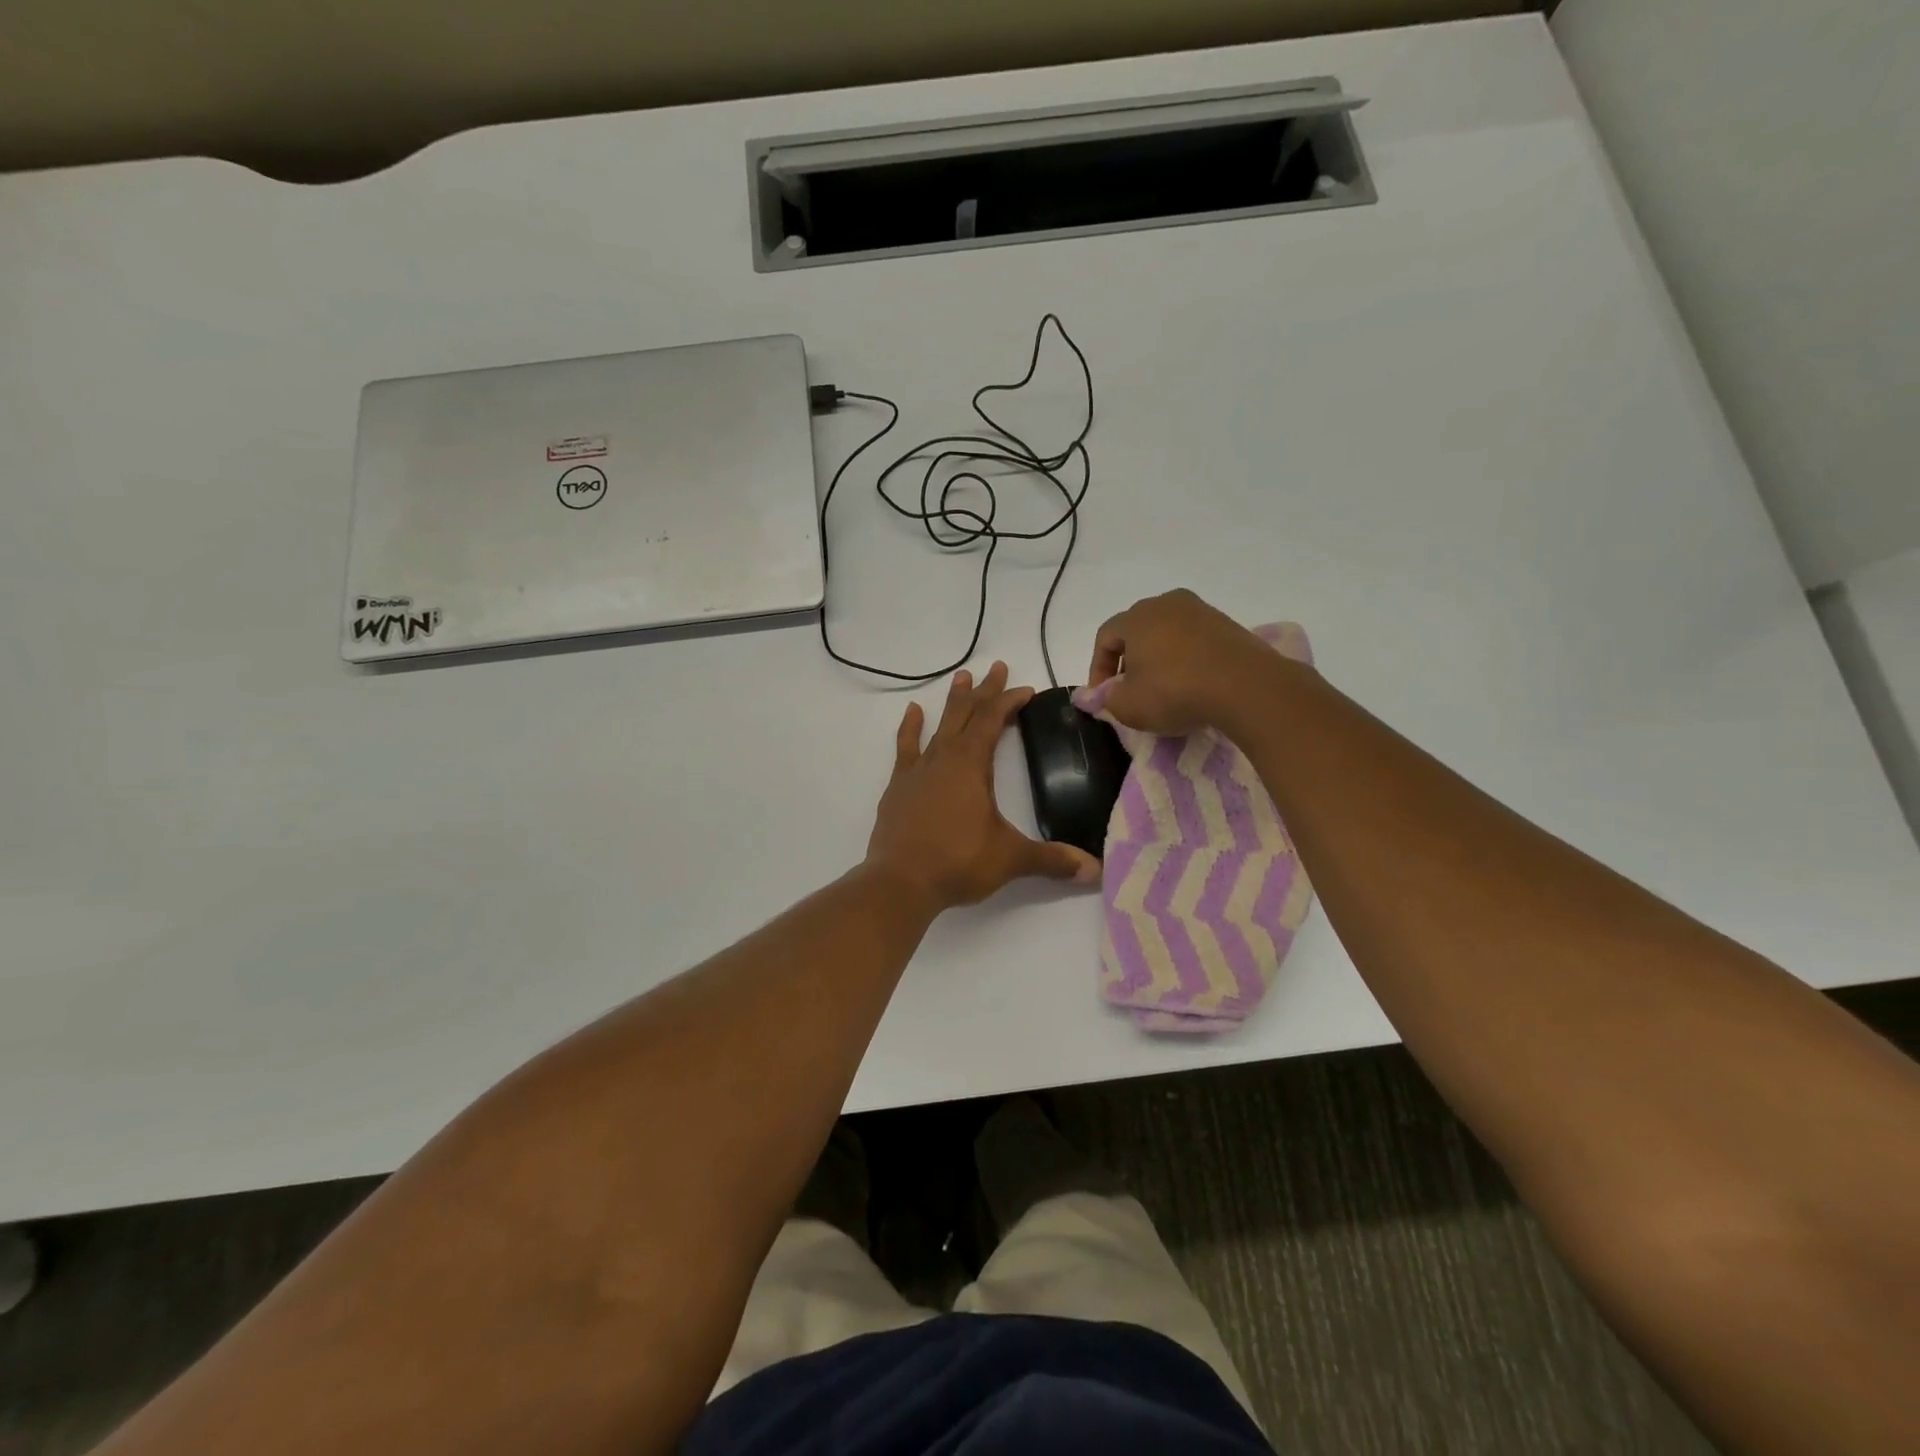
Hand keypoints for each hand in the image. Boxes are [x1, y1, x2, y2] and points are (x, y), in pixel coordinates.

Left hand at [866, 662, 1099, 912]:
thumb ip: (1052, 860)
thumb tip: (1095, 870)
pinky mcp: (898, 788)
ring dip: (952, 702)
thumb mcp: (1010, 859)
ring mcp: (917, 771)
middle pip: (965, 714)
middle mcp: (943, 759)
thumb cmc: (957, 863)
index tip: (1025, 689)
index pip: (992, 721)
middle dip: (983, 691)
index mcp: (971, 766)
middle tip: (996, 667)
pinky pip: (906, 748)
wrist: (899, 883)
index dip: (1009, 701)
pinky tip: (913, 711)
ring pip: (938, 726)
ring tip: (960, 676)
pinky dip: (910, 728)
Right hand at [1079, 589, 1289, 734]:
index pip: (1105, 637)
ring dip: (1158, 658)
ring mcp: (1201, 611)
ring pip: (1167, 633)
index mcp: (1137, 616)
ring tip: (1161, 688)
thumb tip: (1099, 695)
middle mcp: (1167, 603)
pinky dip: (1185, 658)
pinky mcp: (1228, 625)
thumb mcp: (1128, 706)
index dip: (1097, 668)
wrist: (1245, 687)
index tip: (1102, 696)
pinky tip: (1191, 683)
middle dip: (1128, 660)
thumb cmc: (1175, 692)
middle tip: (1129, 690)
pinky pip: (1194, 640)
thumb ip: (1106, 699)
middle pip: (1136, 630)